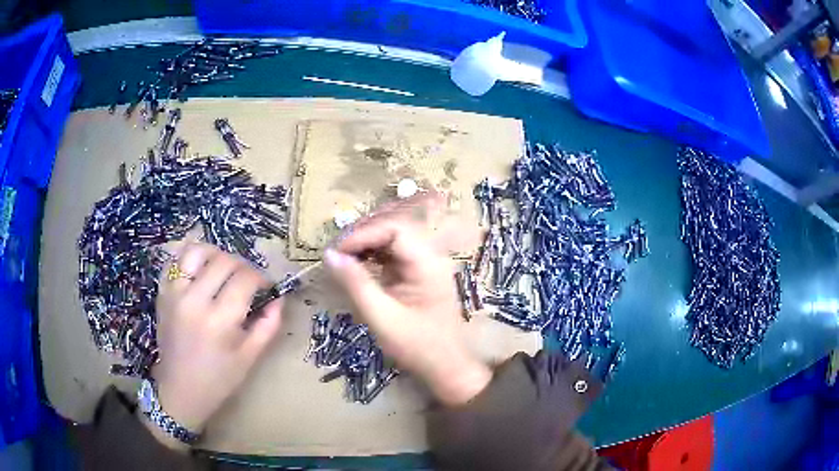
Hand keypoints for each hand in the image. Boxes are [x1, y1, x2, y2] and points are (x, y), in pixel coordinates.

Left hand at [146, 243, 282, 448]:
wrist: (180, 390)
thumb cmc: (219, 380)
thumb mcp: (250, 358)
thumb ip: (269, 326)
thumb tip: (279, 298)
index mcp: (220, 320)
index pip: (245, 278)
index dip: (261, 278)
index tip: (266, 287)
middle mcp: (195, 300)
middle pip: (224, 260)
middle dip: (243, 265)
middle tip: (248, 280)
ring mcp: (175, 293)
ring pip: (197, 251)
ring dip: (215, 254)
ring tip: (223, 268)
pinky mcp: (162, 293)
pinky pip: (174, 260)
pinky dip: (189, 256)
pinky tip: (199, 266)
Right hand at [325, 193, 491, 406]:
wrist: (446, 366)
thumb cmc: (417, 346)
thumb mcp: (381, 317)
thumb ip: (355, 283)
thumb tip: (330, 255)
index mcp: (428, 263)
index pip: (394, 229)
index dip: (363, 233)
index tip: (336, 251)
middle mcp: (430, 255)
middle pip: (395, 226)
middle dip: (363, 234)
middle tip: (336, 251)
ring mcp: (426, 262)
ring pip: (393, 236)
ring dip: (366, 241)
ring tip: (342, 255)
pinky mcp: (419, 272)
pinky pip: (394, 252)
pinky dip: (373, 253)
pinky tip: (357, 263)